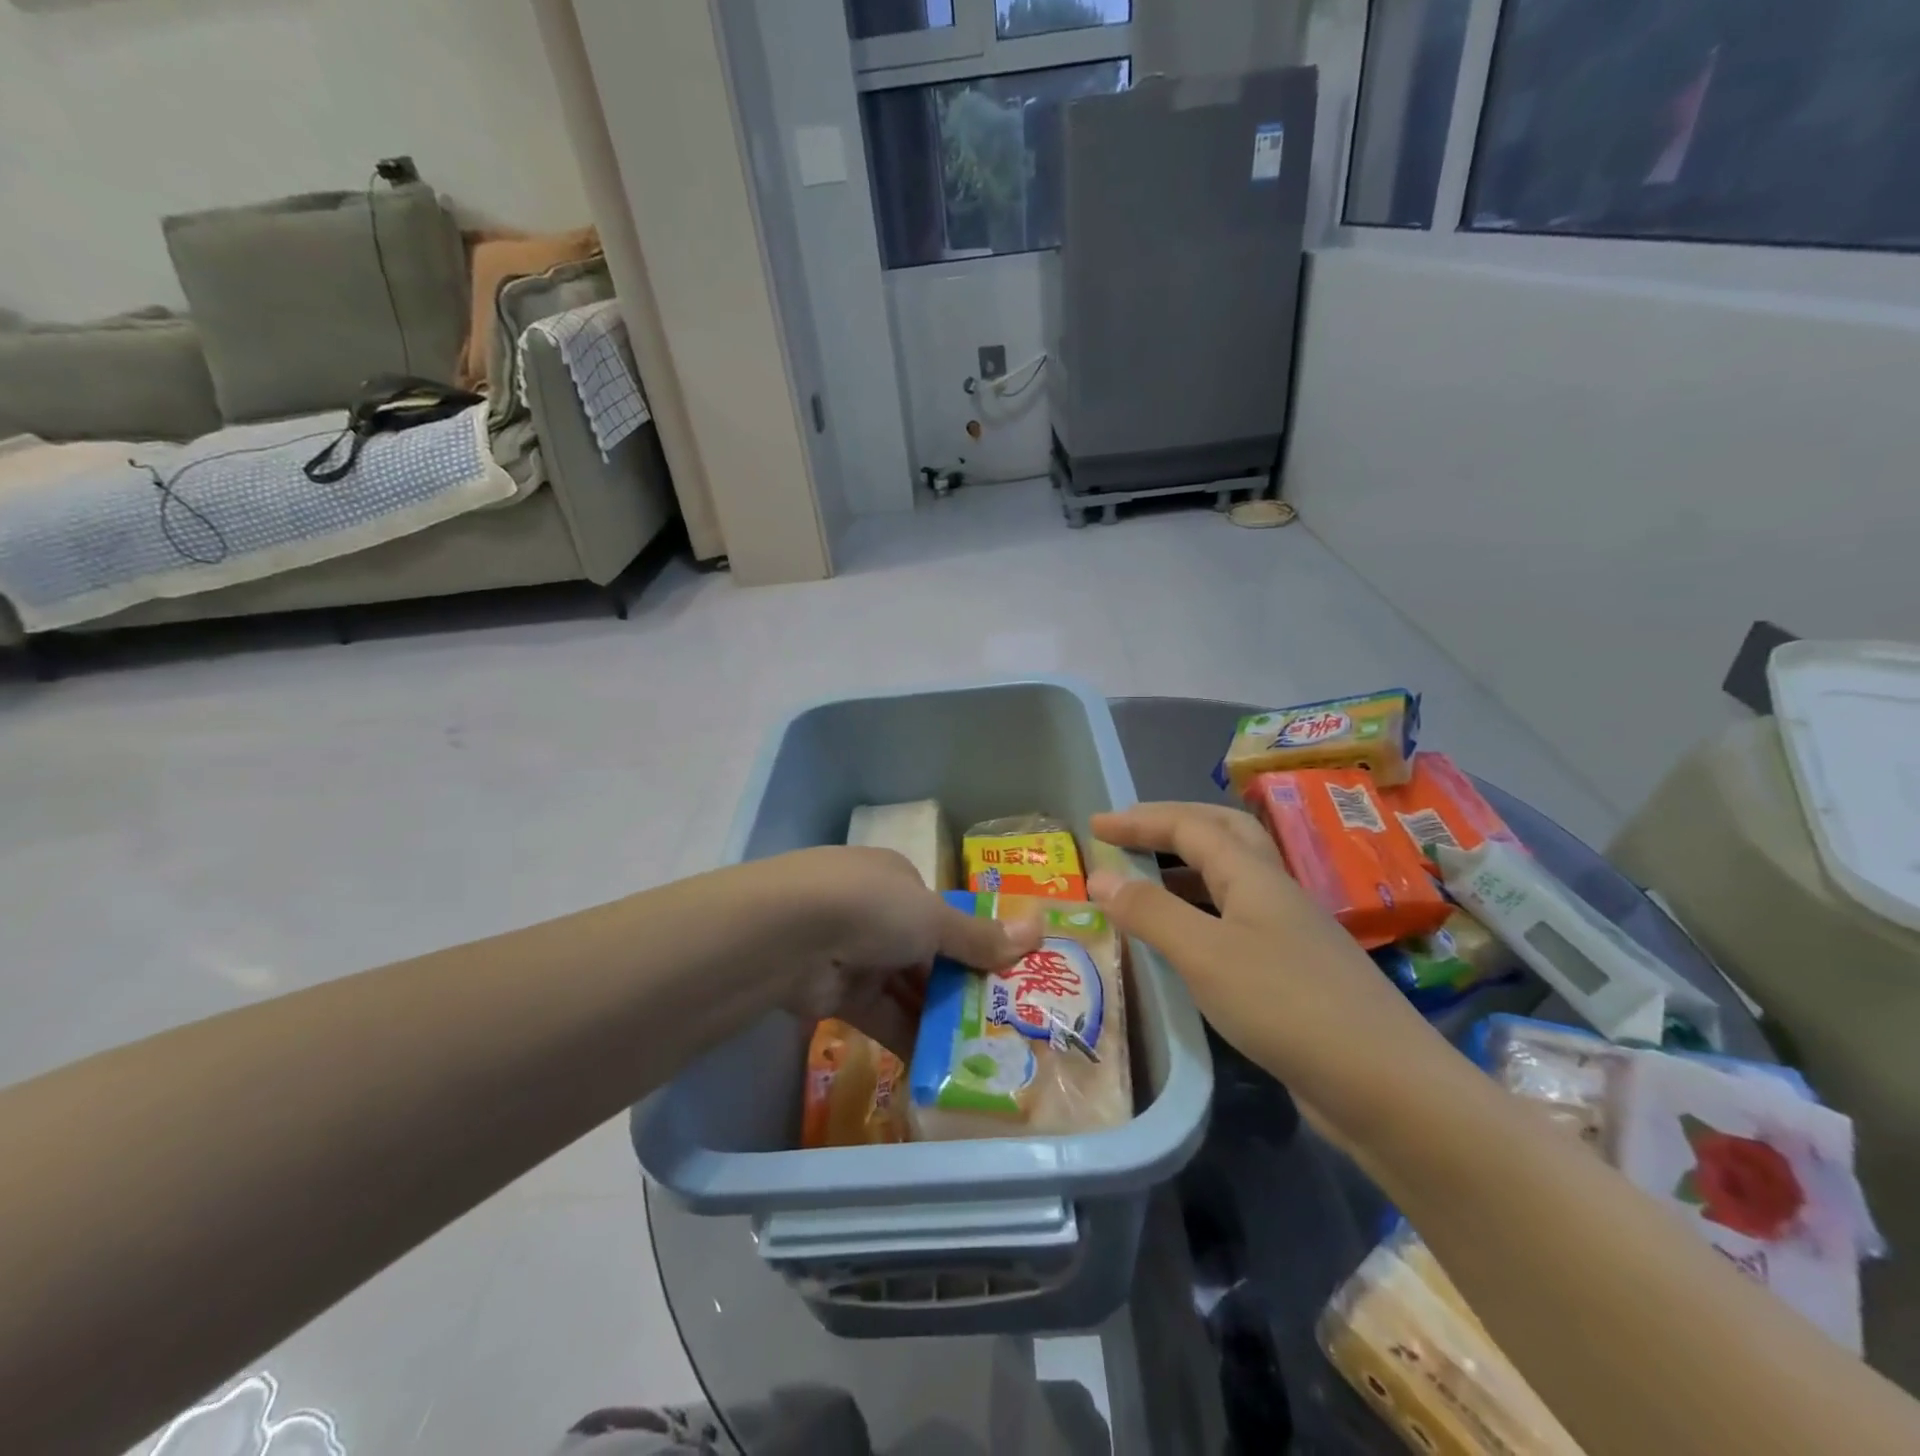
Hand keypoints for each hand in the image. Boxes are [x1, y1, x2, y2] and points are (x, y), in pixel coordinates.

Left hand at [763, 847, 1040, 1056]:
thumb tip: (1040, 930)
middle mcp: (875, 913)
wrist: (786, 935)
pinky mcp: (835, 994)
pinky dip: (908, 1039)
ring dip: (938, 1018)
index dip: (974, 946)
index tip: (1007, 979)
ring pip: (906, 989)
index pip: (942, 916)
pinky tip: (941, 1067)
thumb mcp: (933, 918)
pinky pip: (882, 1017)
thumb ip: (980, 936)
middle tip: (1003, 1024)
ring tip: (982, 1053)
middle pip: (927, 955)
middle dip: (960, 988)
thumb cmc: (871, 907)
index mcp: (897, 881)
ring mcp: (853, 953)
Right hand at [1087, 802, 1458, 1145]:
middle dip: (1171, 825)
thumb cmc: (1287, 1006)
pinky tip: (1185, 941)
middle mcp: (1274, 891)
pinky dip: (1201, 911)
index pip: (1190, 826)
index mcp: (1254, 875)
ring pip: (1231, 877)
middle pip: (1222, 833)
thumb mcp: (1205, 955)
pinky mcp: (1293, 970)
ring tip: (1145, 881)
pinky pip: (1235, 918)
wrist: (1386, 1087)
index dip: (1140, 820)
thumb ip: (1150, 912)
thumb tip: (1099, 876)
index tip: (1095, 824)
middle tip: (1128, 834)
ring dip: (1185, 867)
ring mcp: (1288, 930)